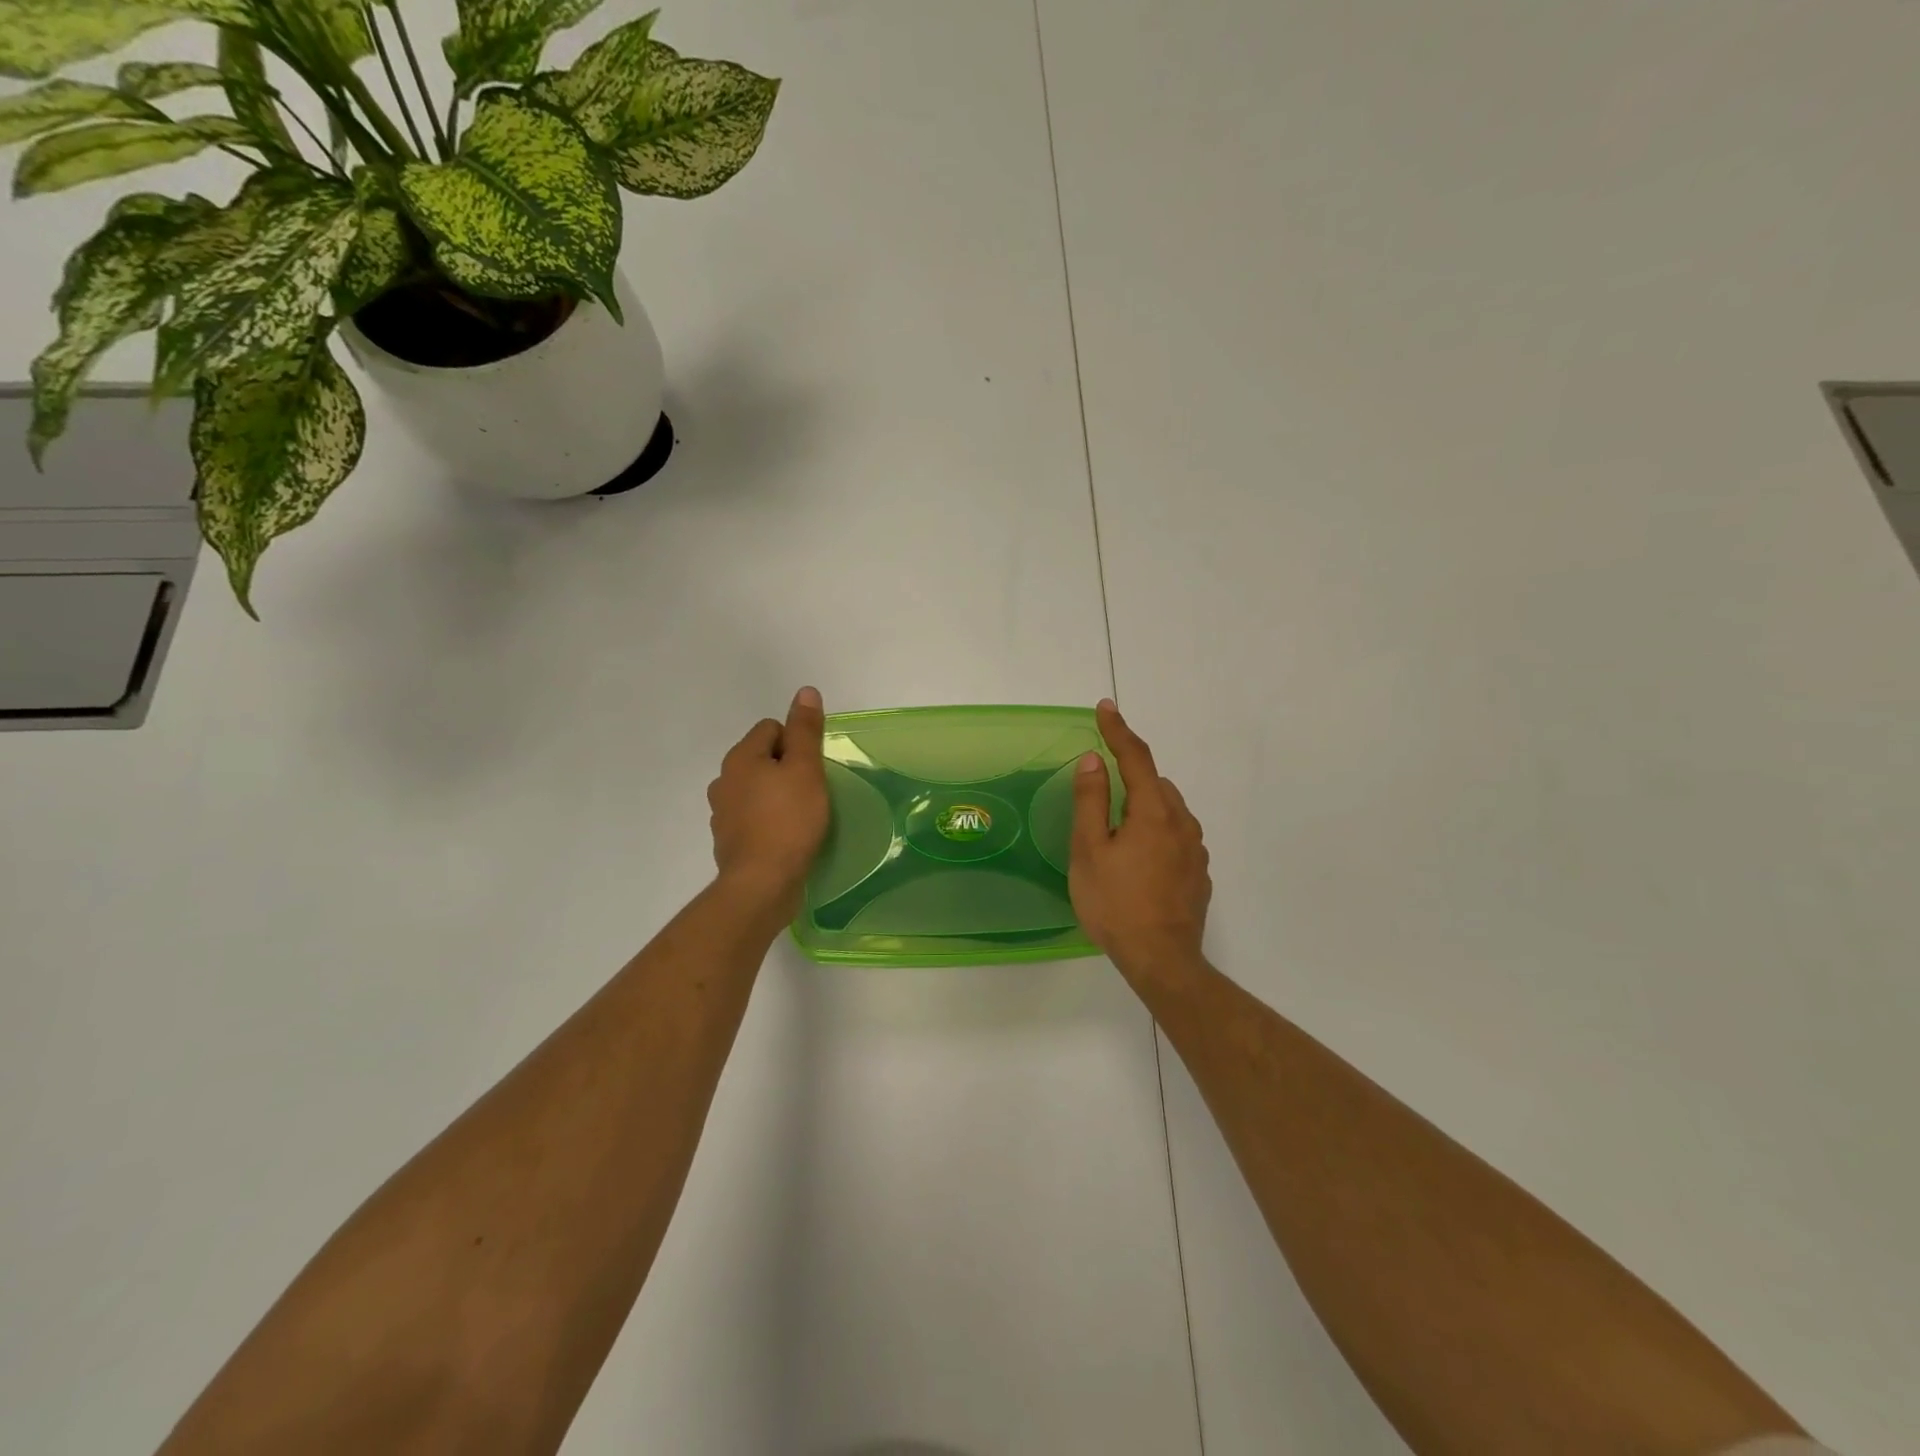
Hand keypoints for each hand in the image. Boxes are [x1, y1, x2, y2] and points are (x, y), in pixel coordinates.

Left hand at [708, 687, 830, 921]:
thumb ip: (806, 730)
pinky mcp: (729, 841)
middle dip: (787, 770)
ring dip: (777, 796)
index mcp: (740, 758)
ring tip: (802, 816)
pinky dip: (769, 822)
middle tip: (812, 792)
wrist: (761, 884)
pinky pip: (753, 818)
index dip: (797, 743)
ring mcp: (722, 813)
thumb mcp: (806, 770)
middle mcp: (724, 780)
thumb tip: (805, 691)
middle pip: (763, 759)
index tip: (813, 769)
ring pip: (757, 789)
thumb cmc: (788, 821)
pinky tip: (787, 838)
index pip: (772, 729)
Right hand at [1070, 699, 1211, 985]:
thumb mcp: (1090, 850)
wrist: (1163, 960)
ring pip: (1168, 811)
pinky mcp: (1199, 873)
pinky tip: (1140, 861)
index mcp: (1154, 811)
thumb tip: (1093, 760)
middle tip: (1102, 788)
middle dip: (1130, 775)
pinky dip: (1157, 832)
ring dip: (1145, 806)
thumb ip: (1091, 801)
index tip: (1105, 708)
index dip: (1118, 730)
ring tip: (1117, 831)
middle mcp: (1182, 822)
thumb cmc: (1116, 904)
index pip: (1136, 757)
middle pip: (1155, 784)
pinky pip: (1176, 836)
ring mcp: (1196, 849)